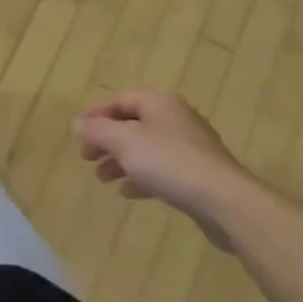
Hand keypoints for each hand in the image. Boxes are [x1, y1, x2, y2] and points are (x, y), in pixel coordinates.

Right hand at [75, 92, 248, 248]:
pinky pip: (163, 170)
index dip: (97, 115)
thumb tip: (77, 123)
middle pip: (133, 125)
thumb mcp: (124, 142)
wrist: (225, 201)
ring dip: (122, 161)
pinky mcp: (199, 174)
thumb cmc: (170, 162)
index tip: (79, 134)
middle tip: (88, 158)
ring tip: (103, 178)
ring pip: (147, 149)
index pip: (121, 100)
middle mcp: (176, 119)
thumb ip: (98, 131)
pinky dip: (142, 177)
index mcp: (160, 103)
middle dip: (107, 141)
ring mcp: (191, 147)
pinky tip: (128, 192)